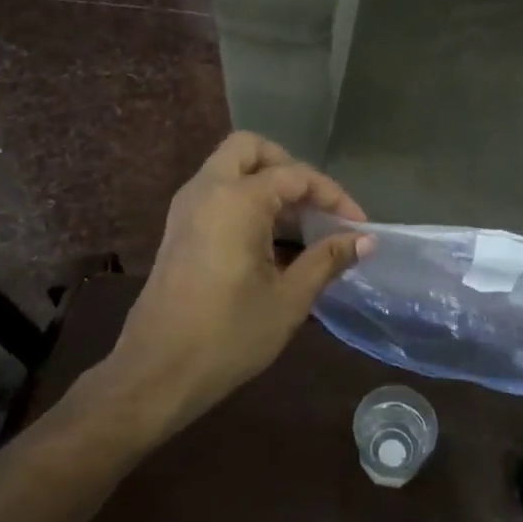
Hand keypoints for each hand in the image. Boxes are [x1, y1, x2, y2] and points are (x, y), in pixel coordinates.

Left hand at [96, 132, 372, 434]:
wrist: (156, 372)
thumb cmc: (228, 336)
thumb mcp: (288, 299)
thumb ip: (327, 260)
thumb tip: (365, 240)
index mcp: (236, 200)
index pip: (295, 176)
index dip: (333, 196)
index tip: (358, 225)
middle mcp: (206, 190)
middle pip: (250, 149)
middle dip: (289, 167)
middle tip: (315, 204)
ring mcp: (186, 208)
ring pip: (230, 168)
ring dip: (266, 183)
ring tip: (300, 224)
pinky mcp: (178, 229)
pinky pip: (216, 192)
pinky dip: (245, 199)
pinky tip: (270, 240)